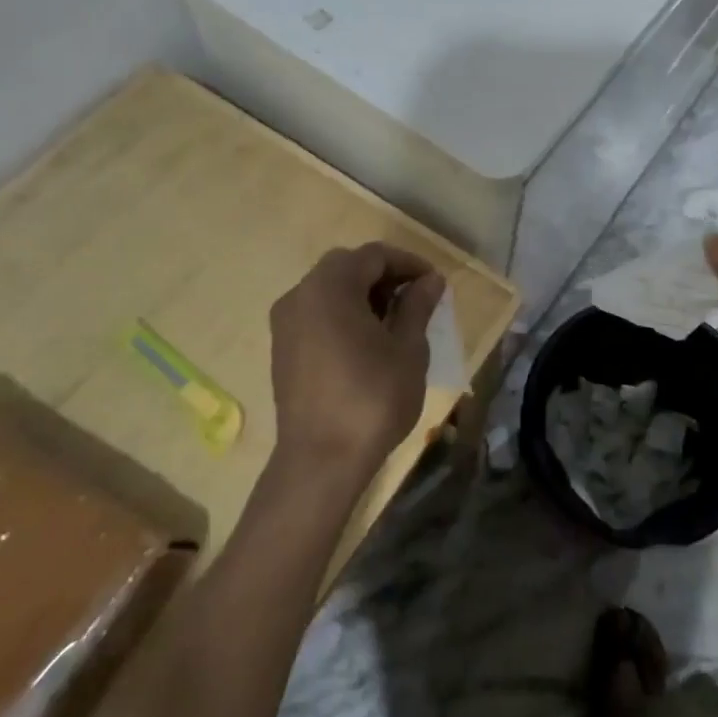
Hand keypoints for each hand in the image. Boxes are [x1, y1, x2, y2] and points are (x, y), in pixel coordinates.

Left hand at [267, 243, 445, 481]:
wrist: (321, 461)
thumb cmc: (372, 398)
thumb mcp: (408, 349)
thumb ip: (417, 306)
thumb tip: (430, 280)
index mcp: (330, 288)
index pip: (374, 256)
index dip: (408, 263)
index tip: (434, 283)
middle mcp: (300, 295)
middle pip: (347, 266)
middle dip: (384, 275)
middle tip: (416, 297)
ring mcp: (286, 322)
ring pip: (329, 289)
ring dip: (363, 293)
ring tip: (396, 319)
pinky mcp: (282, 348)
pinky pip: (316, 312)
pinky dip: (343, 312)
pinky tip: (367, 339)